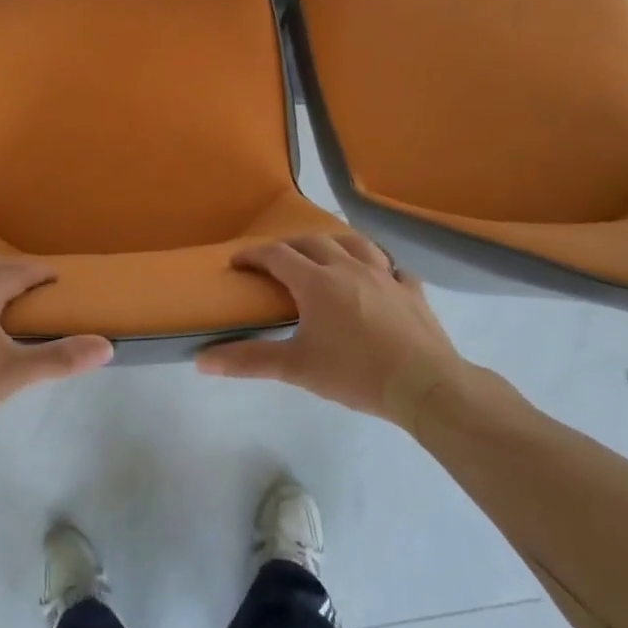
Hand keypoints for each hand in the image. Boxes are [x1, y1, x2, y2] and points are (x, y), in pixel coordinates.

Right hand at [196, 234, 479, 424]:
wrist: (425, 385)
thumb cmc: (354, 373)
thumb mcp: (296, 368)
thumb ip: (248, 360)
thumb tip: (201, 360)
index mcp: (316, 281)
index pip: (276, 256)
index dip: (254, 255)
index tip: (237, 262)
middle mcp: (349, 267)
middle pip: (313, 242)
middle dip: (289, 246)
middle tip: (275, 261)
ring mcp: (385, 275)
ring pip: (355, 244)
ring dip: (333, 243)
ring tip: (325, 254)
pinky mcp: (412, 291)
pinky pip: (393, 268)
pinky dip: (379, 267)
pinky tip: (379, 277)